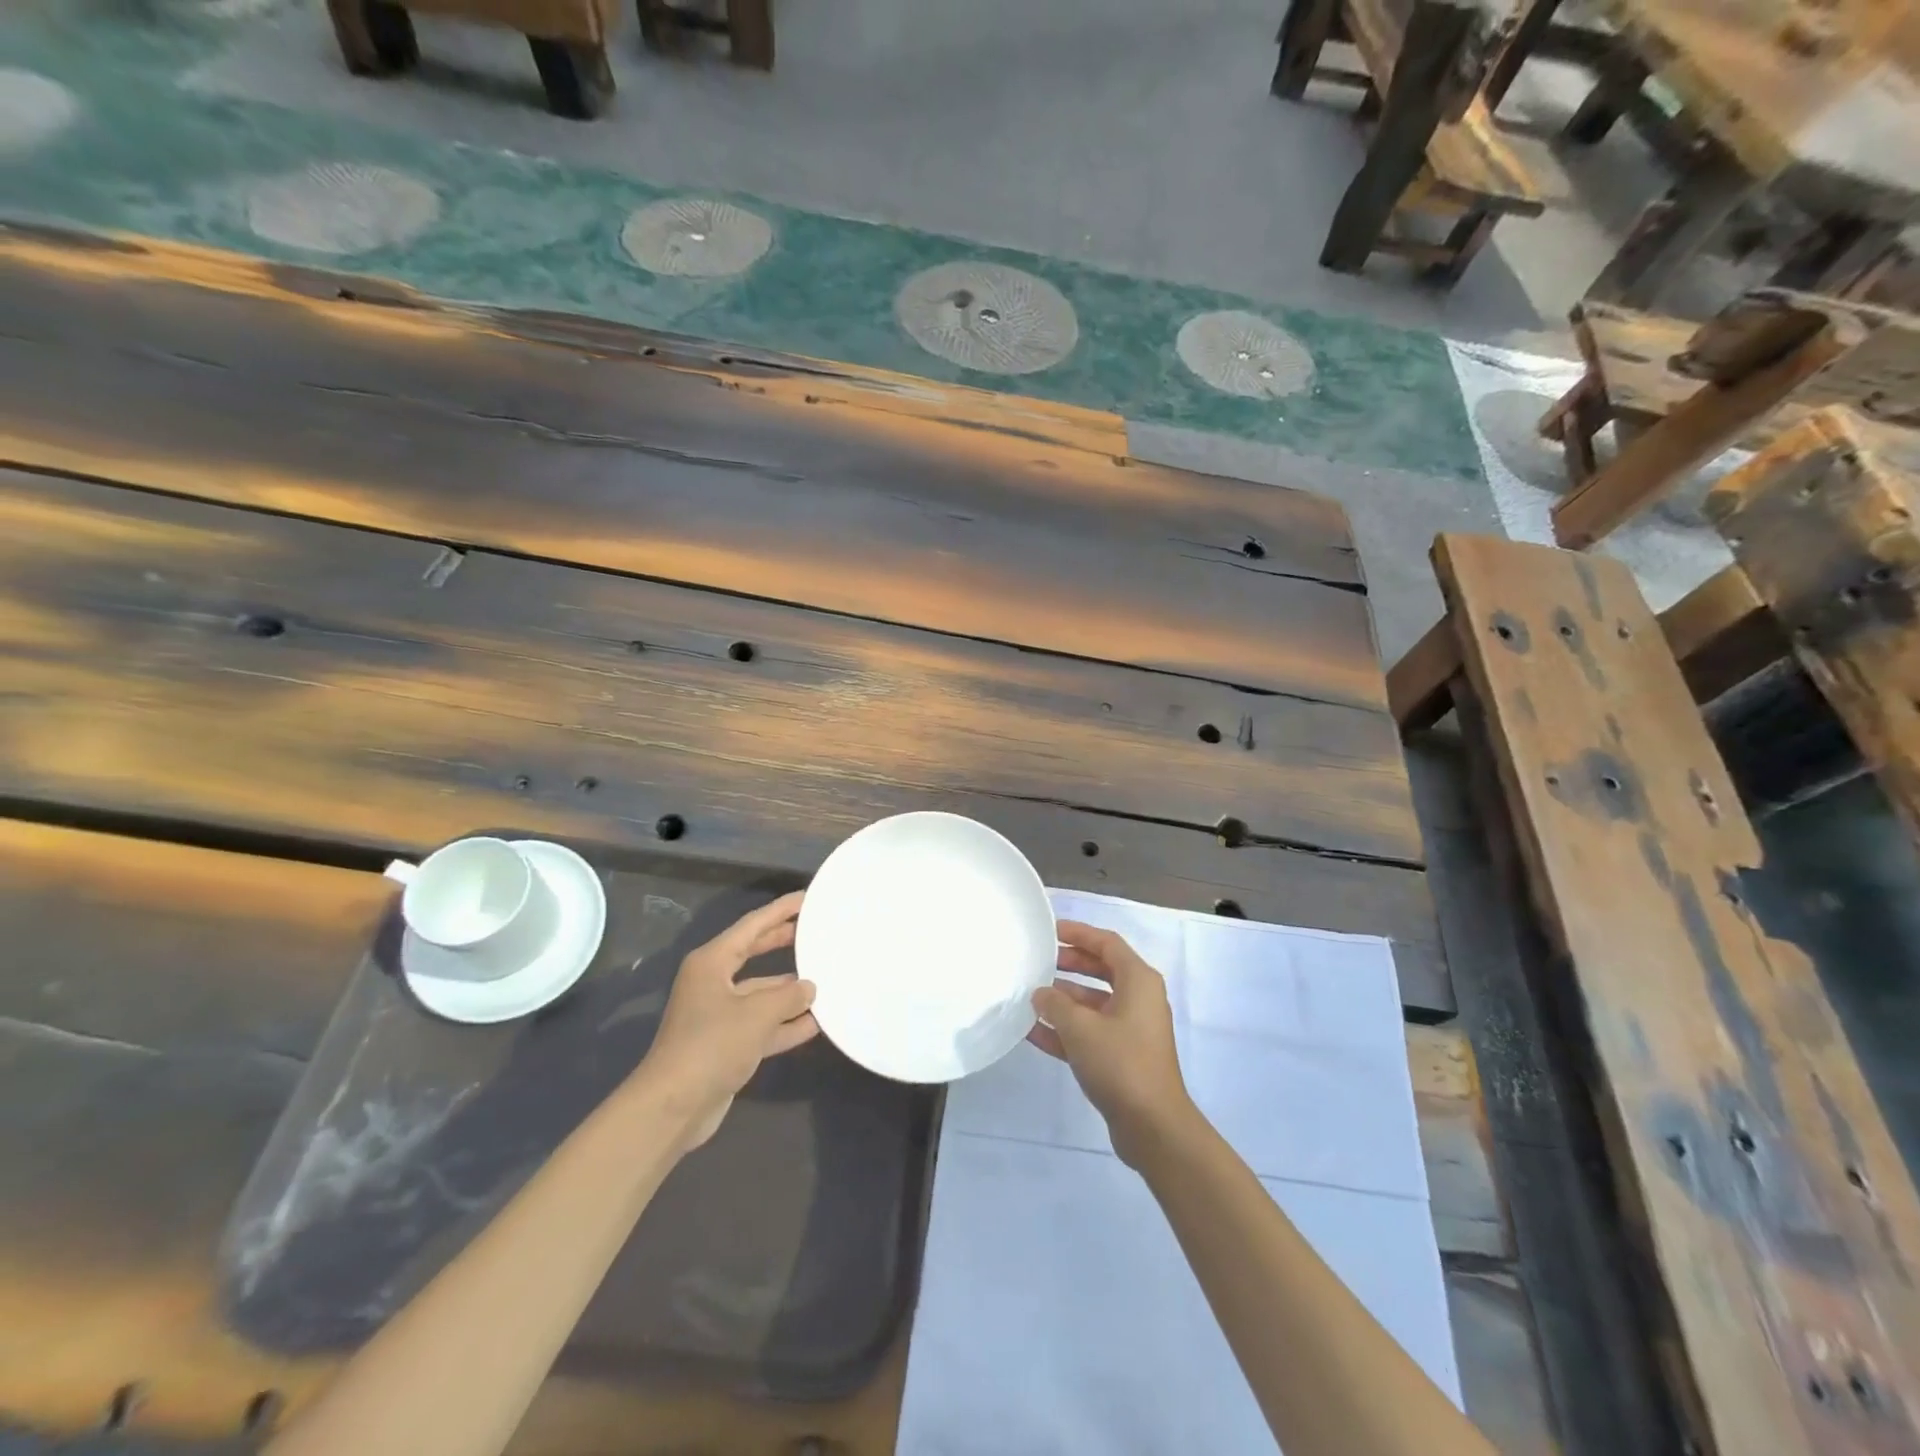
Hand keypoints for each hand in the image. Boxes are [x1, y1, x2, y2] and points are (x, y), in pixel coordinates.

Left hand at [634, 891, 819, 1153]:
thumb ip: (789, 997)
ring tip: (825, 979)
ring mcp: (718, 1015)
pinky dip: (784, 1023)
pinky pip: (761, 1024)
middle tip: (816, 930)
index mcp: (711, 962)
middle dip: (784, 942)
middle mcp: (713, 982)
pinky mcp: (725, 1044)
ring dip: (789, 990)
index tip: (807, 898)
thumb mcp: (758, 1014)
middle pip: (754, 954)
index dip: (780, 910)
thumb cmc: (712, 1045)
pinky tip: (814, 1023)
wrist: (673, 1107)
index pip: (752, 926)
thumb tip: (809, 988)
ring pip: (760, 993)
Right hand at [1027, 920, 1197, 1167]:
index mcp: (1138, 981)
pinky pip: (1091, 1032)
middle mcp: (1138, 999)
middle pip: (1100, 970)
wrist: (1153, 1126)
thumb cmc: (1120, 1063)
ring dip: (1064, 999)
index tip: (1051, 931)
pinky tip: (1034, 1032)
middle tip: (1039, 961)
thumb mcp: (1080, 1028)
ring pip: (1093, 1003)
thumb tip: (1041, 993)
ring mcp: (1131, 1029)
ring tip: (1030, 996)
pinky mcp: (1122, 1056)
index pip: (1107, 943)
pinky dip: (1066, 1030)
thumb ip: (1055, 1004)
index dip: (1079, 933)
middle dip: (1069, 964)